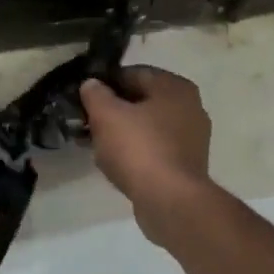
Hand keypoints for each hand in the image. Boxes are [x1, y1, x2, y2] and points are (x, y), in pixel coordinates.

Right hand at [80, 66, 213, 243]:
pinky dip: (133, 151)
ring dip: (120, 131)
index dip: (104, 82)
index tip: (83, 96)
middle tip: (84, 121)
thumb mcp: (106, 115)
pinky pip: (153, 148)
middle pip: (141, 100)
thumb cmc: (139, 149)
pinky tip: (112, 161)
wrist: (170, 201)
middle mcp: (190, 107)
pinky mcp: (185, 164)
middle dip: (111, 109)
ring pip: (146, 126)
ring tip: (93, 142)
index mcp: (175, 87)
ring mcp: (191, 138)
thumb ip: (95, 94)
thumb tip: (91, 84)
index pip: (133, 73)